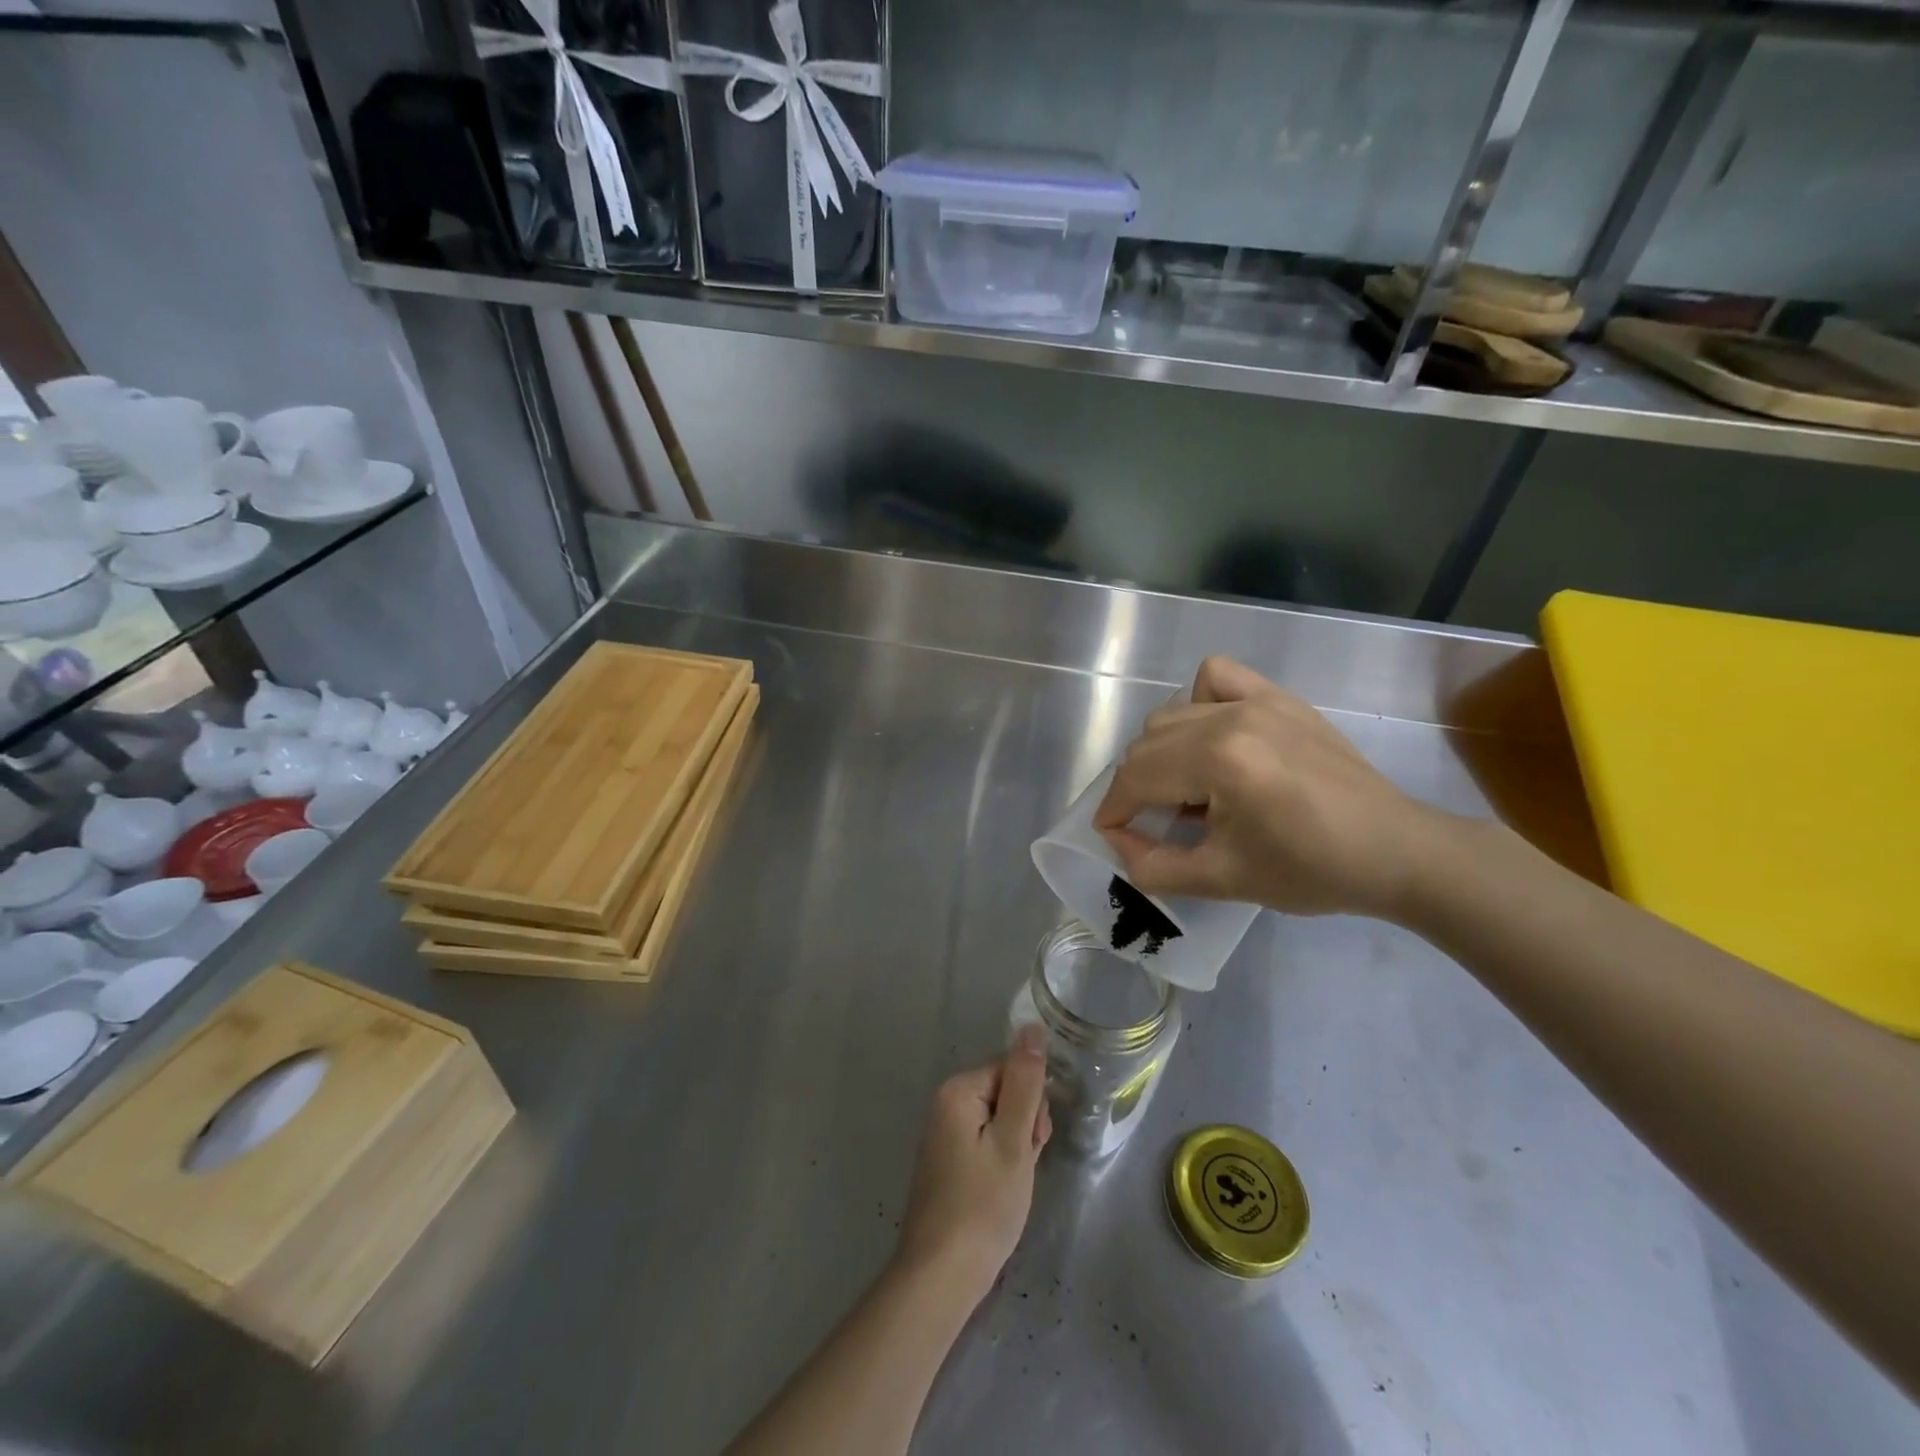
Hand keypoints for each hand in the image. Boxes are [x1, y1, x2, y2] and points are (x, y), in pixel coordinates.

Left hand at [893, 1028, 1051, 1307]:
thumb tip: (1031, 1027)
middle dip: (1025, 1125)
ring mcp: (944, 1133)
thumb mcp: (1014, 1141)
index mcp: (958, 1090)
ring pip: (1000, 1120)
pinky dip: (1001, 1162)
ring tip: (1012, 1184)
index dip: (1033, 1104)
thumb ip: (1025, 1082)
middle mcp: (945, 1102)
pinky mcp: (948, 1160)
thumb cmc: (983, 1206)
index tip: (1034, 1142)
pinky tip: (1001, 1191)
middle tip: (1022, 1166)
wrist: (940, 1277)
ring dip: (1016, 1147)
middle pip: (1006, 1092)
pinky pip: (986, 1142)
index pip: (1013, 1070)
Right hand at [1093, 655, 1449, 919]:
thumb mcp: (1222, 879)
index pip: (1136, 777)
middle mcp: (1230, 717)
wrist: (1395, 850)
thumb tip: (1118, 844)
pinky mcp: (1279, 697)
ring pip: (1172, 713)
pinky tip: (1213, 736)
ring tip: (1188, 790)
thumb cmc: (1311, 870)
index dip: (1114, 812)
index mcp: (1218, 760)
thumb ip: (1154, 867)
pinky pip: (1217, 677)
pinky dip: (1199, 701)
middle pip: (1147, 743)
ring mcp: (1257, 700)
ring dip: (1163, 752)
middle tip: (1156, 826)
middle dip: (1136, 788)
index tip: (1115, 839)